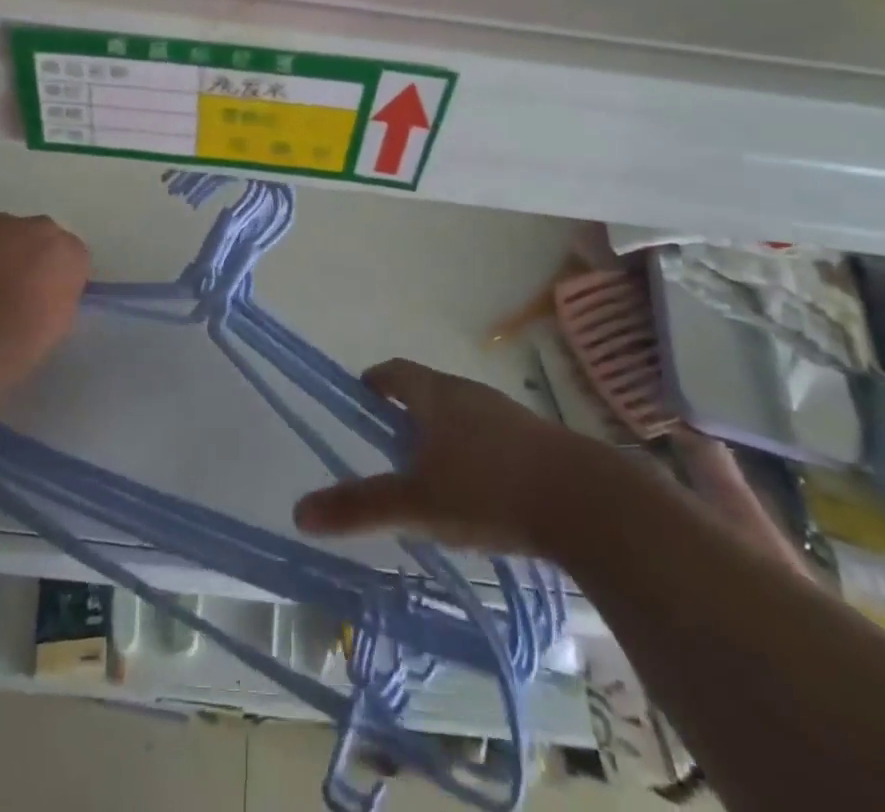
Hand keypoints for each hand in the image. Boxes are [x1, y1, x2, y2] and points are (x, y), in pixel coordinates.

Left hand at [0, 214, 90, 390]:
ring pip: (1, 233)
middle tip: (8, 290)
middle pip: (38, 237)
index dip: (53, 278)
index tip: (40, 299)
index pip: (70, 257)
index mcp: (70, 254)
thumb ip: (57, 296)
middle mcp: (40, 228)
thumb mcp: (56, 327)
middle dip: (26, 257)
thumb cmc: (14, 344)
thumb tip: (44, 292)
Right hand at [293, 359, 618, 558]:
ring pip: (461, 414)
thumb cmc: (487, 489)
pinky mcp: (536, 439)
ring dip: (442, 433)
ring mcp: (506, 414)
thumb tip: (299, 511)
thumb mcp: (416, 503)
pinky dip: (475, 452)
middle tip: (390, 446)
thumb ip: (359, 506)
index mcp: (435, 394)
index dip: (374, 383)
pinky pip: (492, 436)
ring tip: (432, 474)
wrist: (585, 501)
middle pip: (428, 391)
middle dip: (406, 413)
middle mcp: (468, 393)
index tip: (362, 400)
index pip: (394, 372)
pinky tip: (480, 493)